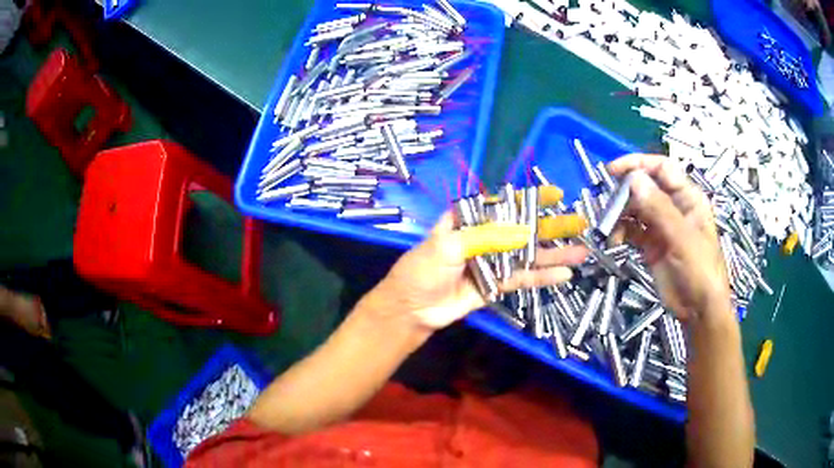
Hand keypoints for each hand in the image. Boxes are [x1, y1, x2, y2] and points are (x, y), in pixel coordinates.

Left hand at [361, 212, 587, 332]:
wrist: (413, 308)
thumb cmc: (423, 269)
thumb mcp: (448, 246)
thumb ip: (485, 237)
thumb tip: (523, 231)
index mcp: (471, 220)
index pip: (505, 204)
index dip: (530, 199)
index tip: (556, 194)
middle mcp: (486, 237)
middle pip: (524, 229)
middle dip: (552, 226)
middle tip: (579, 223)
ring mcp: (494, 261)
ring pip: (529, 255)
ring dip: (555, 253)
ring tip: (582, 250)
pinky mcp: (497, 284)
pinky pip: (523, 278)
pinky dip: (543, 276)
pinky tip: (565, 273)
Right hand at [608, 154, 732, 324]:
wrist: (699, 311)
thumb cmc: (700, 271)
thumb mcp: (682, 237)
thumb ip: (659, 208)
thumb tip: (634, 178)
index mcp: (688, 198)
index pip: (662, 168)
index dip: (638, 164)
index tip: (613, 170)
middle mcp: (674, 207)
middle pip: (646, 187)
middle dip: (626, 193)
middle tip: (608, 204)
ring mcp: (663, 227)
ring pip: (637, 208)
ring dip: (621, 214)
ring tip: (609, 226)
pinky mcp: (652, 245)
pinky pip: (633, 230)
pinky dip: (622, 232)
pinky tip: (615, 240)